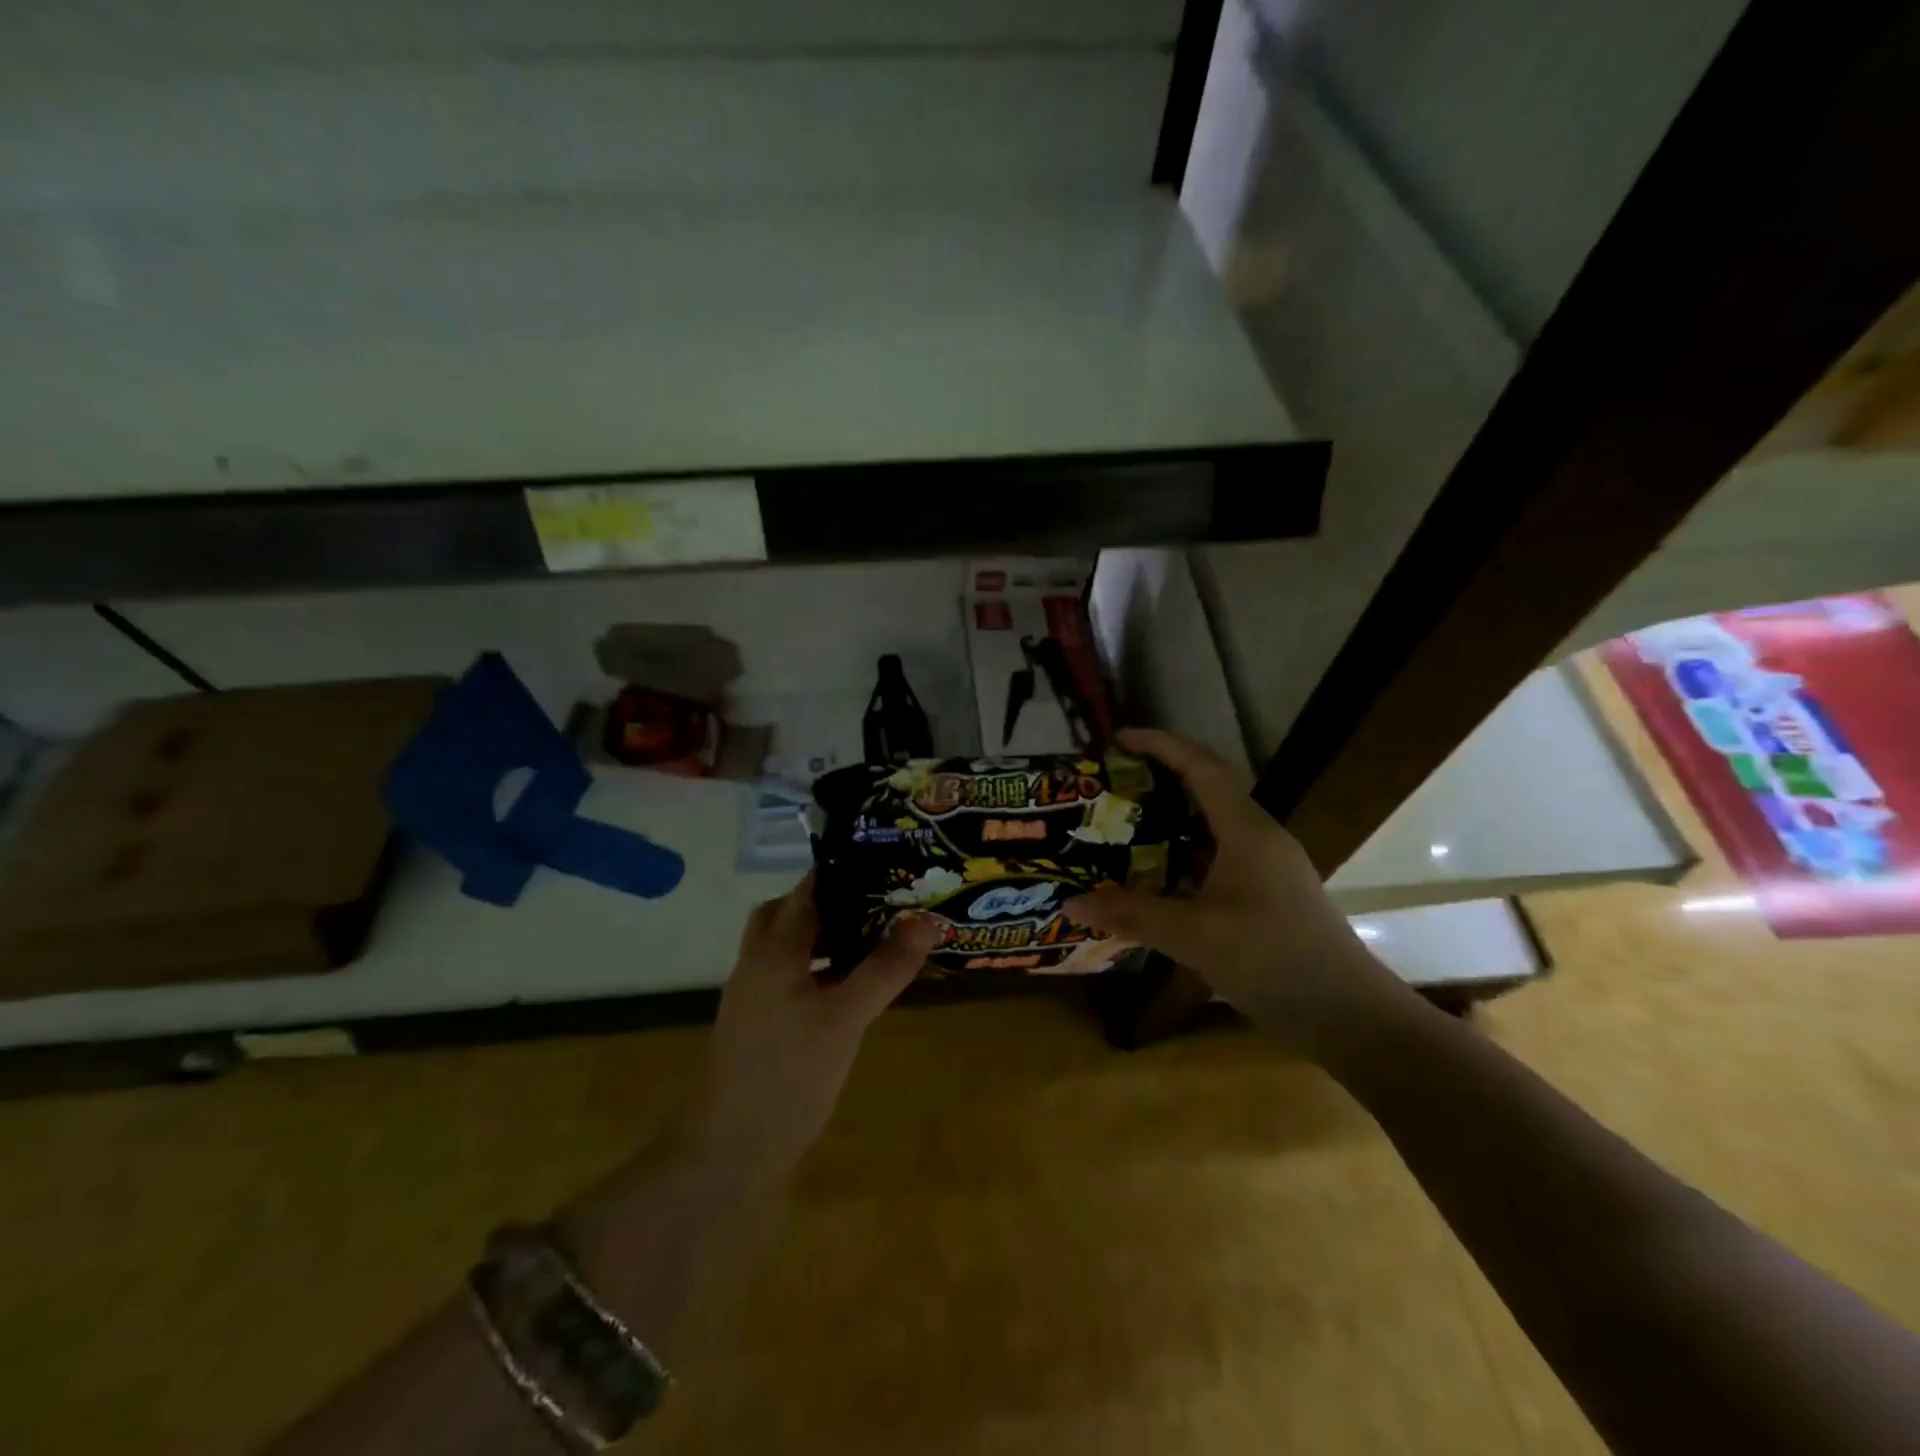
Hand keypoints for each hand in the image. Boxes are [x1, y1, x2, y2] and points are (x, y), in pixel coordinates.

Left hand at [679, 874, 941, 1183]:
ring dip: (831, 935)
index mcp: (774, 948)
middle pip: (794, 912)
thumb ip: (886, 968)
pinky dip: (825, 968)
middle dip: (837, 901)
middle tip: (883, 901)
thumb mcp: (846, 1018)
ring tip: (879, 935)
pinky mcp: (765, 1022)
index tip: (890, 862)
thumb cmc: (788, 1075)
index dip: (848, 870)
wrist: (731, 1151)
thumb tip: (927, 919)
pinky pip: (797, 975)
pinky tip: (856, 986)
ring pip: (795, 945)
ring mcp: (758, 993)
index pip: (810, 888)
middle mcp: (760, 961)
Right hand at [1065, 728, 1406, 1055]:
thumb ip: (1131, 915)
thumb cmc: (1272, 958)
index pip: (1201, 767)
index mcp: (1247, 830)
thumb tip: (1069, 904)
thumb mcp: (1194, 935)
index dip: (1160, 745)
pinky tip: (1154, 878)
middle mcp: (1259, 838)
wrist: (1347, 1014)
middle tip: (1112, 786)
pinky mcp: (1267, 895)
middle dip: (1159, 780)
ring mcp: (1266, 867)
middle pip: (1206, 790)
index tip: (1118, 739)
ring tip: (1123, 826)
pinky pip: (1216, 859)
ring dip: (1170, 821)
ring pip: (1211, 828)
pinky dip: (1182, 857)